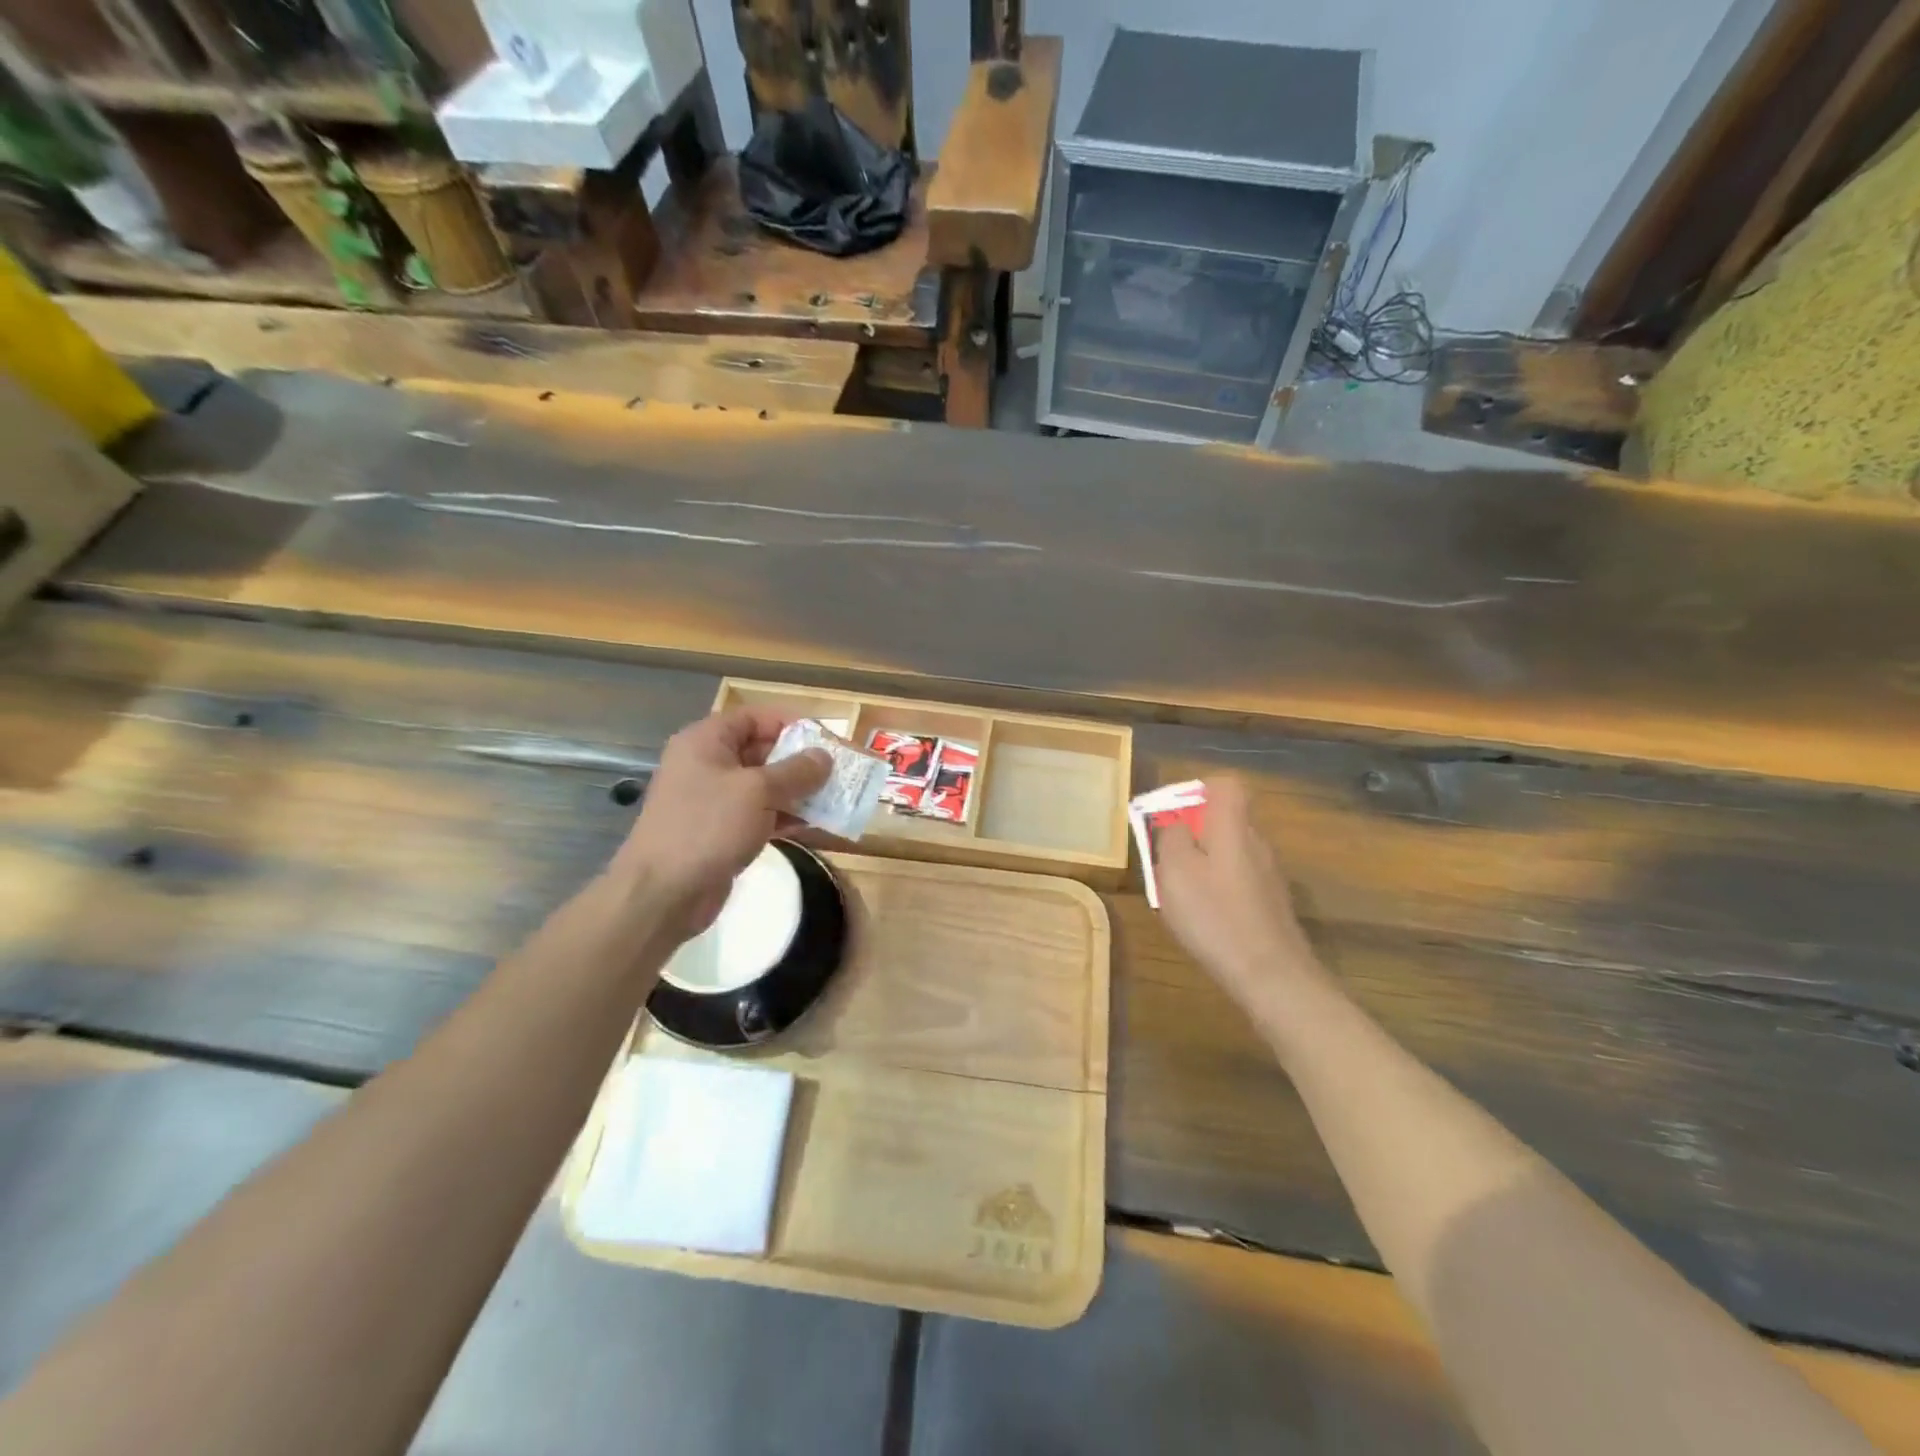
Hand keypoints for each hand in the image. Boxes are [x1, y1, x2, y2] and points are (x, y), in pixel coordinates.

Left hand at [611, 707, 830, 940]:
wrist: (663, 893)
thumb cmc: (708, 827)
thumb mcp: (757, 791)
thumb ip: (795, 771)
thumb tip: (824, 757)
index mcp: (705, 742)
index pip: (753, 717)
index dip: (790, 723)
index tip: (824, 738)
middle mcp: (707, 765)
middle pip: (761, 750)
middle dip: (800, 760)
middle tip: (837, 771)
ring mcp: (713, 800)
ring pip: (763, 786)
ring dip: (798, 791)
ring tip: (834, 797)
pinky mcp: (721, 831)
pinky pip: (760, 814)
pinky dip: (786, 816)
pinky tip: (815, 824)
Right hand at [1152, 777, 1321, 1015]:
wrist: (1271, 975)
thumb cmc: (1215, 916)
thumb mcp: (1174, 871)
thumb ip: (1170, 838)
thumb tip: (1175, 824)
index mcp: (1233, 827)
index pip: (1226, 785)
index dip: (1198, 789)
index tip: (1173, 812)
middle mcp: (1256, 843)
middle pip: (1225, 820)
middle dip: (1193, 831)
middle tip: (1165, 858)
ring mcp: (1269, 874)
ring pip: (1230, 852)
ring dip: (1204, 863)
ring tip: (1179, 893)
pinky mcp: (1272, 903)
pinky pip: (1238, 880)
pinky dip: (1219, 889)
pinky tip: (1205, 918)